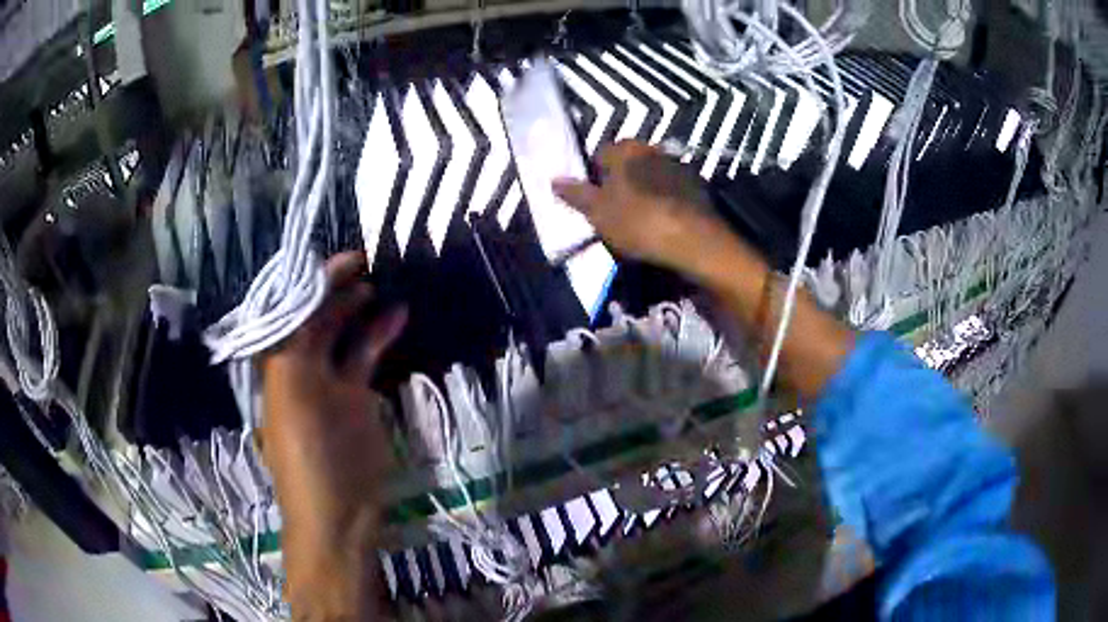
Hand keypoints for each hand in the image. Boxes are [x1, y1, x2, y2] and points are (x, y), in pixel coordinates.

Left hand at [259, 251, 406, 619]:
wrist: (340, 513)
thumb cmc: (310, 458)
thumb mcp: (293, 398)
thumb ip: (296, 346)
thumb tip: (304, 298)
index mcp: (278, 366)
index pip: (292, 310)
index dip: (312, 282)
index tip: (343, 258)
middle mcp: (300, 367)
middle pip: (315, 316)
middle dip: (335, 288)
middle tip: (366, 262)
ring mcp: (330, 382)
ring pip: (342, 333)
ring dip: (359, 307)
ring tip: (381, 282)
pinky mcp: (356, 399)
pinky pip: (365, 356)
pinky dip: (379, 334)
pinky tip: (398, 316)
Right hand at [552, 140, 726, 272]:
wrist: (694, 241)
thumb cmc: (638, 221)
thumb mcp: (598, 212)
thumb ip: (576, 194)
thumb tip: (553, 180)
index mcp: (625, 149)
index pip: (600, 154)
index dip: (593, 177)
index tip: (593, 201)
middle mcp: (652, 149)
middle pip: (627, 164)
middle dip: (619, 182)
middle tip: (613, 211)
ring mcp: (678, 166)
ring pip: (651, 176)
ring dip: (643, 191)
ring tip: (639, 220)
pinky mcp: (698, 187)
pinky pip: (671, 191)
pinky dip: (664, 202)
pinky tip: (662, 223)